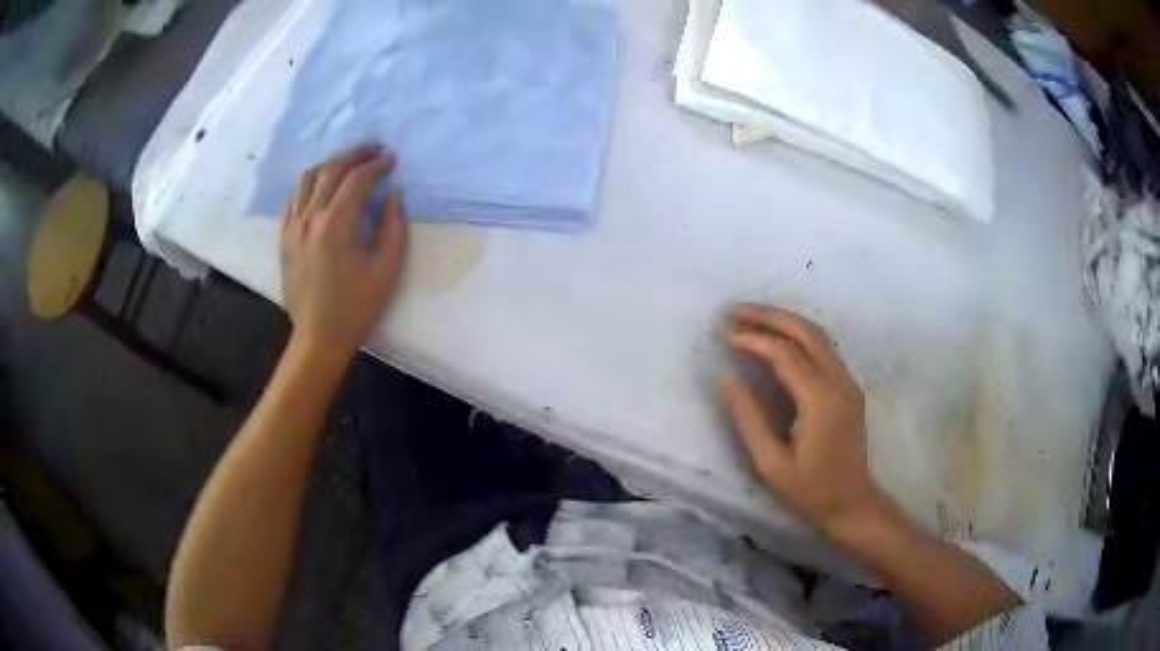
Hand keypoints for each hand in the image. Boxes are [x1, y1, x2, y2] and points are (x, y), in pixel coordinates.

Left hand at [280, 144, 407, 361]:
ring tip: (348, 163)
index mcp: (336, 224)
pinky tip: (322, 188)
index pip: (357, 179)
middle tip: (374, 149)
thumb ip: (393, 226)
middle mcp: (310, 218)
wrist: (318, 336)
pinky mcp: (284, 237)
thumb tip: (393, 195)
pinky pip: (294, 198)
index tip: (392, 159)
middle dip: (355, 154)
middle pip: (331, 169)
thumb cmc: (356, 307)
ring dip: (330, 164)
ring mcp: (292, 226)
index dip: (377, 164)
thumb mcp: (387, 269)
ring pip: (307, 178)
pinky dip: (310, 184)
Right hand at [721, 304, 884, 537]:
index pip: (785, 355)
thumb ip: (748, 418)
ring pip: (818, 335)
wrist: (851, 501)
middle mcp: (839, 382)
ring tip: (752, 319)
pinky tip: (778, 339)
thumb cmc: (809, 489)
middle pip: (806, 332)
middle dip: (770, 316)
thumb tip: (727, 378)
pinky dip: (798, 336)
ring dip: (785, 321)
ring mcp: (848, 382)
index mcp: (821, 402)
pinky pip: (823, 349)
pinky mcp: (849, 386)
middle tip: (735, 311)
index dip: (754, 341)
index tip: (726, 338)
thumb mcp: (770, 463)